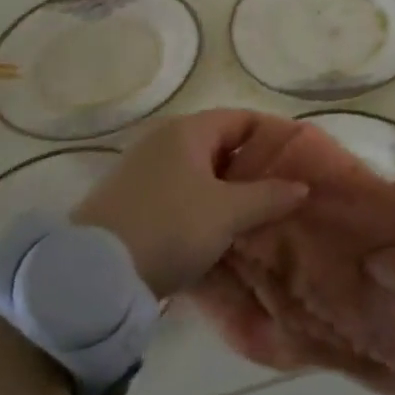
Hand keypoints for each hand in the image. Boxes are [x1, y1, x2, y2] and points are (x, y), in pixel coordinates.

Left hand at [72, 110, 307, 297]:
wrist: (93, 276)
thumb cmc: (170, 227)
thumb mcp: (228, 213)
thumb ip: (268, 196)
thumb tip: (301, 186)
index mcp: (188, 131)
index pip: (242, 119)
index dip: (272, 136)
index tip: (298, 160)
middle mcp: (163, 141)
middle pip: (220, 146)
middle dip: (251, 168)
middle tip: (281, 192)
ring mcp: (142, 171)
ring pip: (199, 174)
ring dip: (227, 192)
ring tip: (256, 216)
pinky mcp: (129, 202)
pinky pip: (179, 195)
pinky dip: (201, 207)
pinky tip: (218, 233)